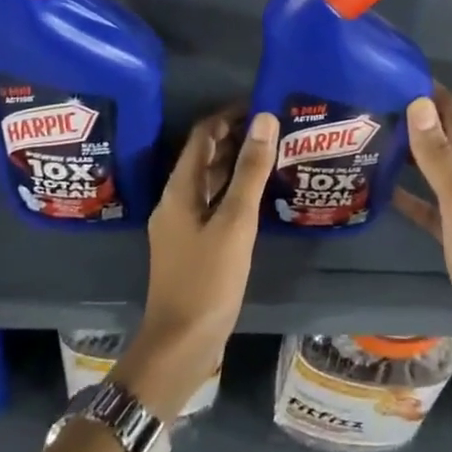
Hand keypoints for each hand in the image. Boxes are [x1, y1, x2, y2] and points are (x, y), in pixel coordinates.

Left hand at [115, 108, 277, 420]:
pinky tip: (258, 196)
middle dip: (236, 137)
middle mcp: (176, 200)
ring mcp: (182, 224)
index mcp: (179, 190)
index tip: (262, 106)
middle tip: (275, 128)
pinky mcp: (192, 244)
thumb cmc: (208, 280)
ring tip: (273, 154)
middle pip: (204, 156)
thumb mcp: (235, 222)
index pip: (203, 135)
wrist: (181, 344)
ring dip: (236, 163)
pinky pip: (213, 203)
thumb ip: (250, 171)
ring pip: (210, 181)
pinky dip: (234, 191)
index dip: (229, 115)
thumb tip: (264, 119)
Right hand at [395, 86, 451, 378]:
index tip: (399, 74)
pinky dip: (407, 192)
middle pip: (446, 138)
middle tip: (376, 103)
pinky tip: (380, 188)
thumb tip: (418, 103)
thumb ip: (438, 155)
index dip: (435, 93)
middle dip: (418, 118)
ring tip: (374, 137)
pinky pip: (426, 202)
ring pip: (434, 168)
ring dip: (410, 152)